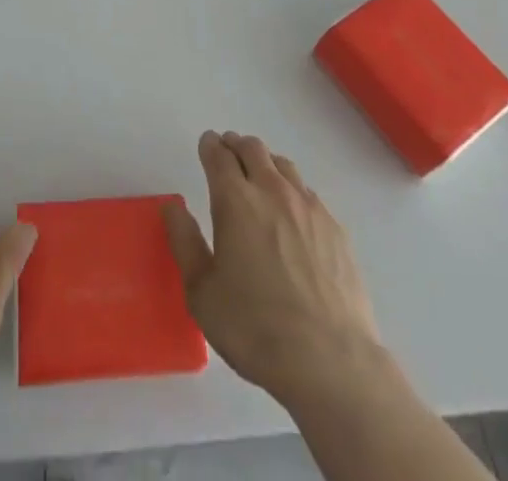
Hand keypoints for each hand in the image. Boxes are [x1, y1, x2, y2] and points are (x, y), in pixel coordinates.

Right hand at [163, 131, 386, 408]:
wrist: (330, 361)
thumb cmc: (255, 328)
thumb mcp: (202, 293)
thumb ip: (184, 242)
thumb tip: (172, 206)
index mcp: (235, 200)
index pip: (219, 155)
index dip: (210, 146)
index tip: (206, 145)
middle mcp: (272, 191)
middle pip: (252, 149)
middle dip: (236, 145)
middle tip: (228, 154)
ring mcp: (308, 207)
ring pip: (282, 165)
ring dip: (265, 162)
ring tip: (259, 177)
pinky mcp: (335, 227)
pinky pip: (308, 192)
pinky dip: (292, 189)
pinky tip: (292, 214)